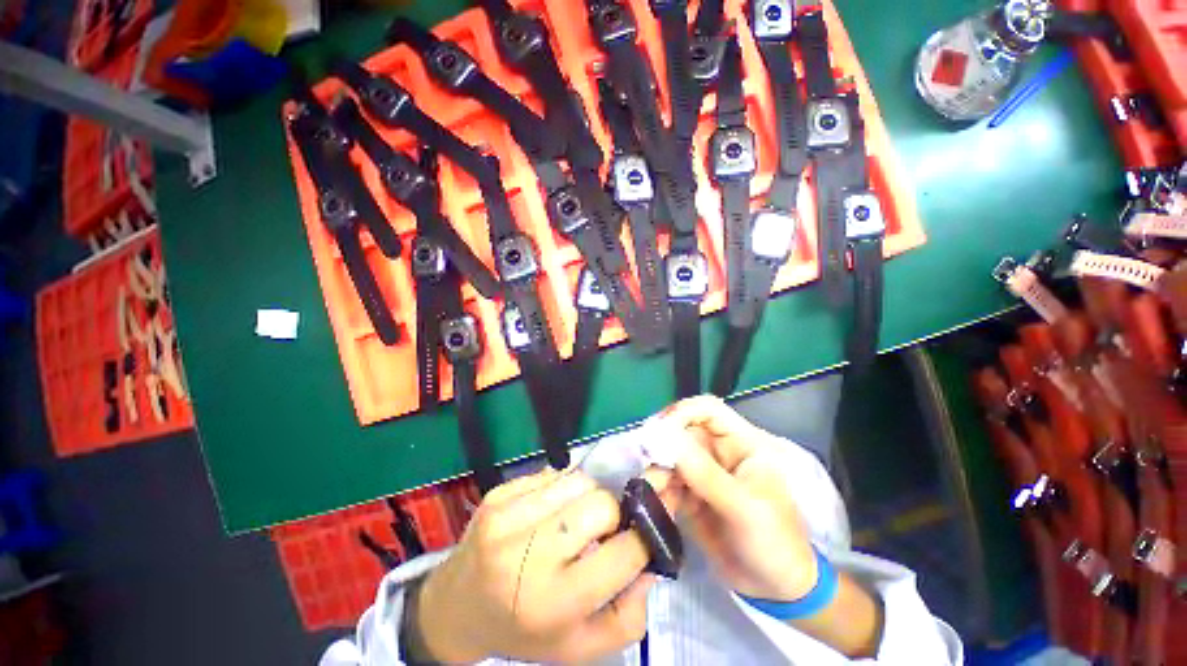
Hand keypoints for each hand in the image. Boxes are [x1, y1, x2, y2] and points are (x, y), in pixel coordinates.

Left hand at [415, 468, 660, 663]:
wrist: (459, 605)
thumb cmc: (526, 629)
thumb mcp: (581, 647)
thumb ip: (628, 614)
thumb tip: (652, 558)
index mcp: (554, 602)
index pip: (624, 552)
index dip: (643, 538)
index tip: (643, 534)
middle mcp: (528, 556)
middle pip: (601, 504)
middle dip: (613, 514)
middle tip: (602, 529)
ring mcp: (509, 517)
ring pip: (580, 480)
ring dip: (588, 496)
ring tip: (576, 518)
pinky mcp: (499, 494)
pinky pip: (553, 473)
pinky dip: (563, 487)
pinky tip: (552, 509)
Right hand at [659, 395, 817, 601]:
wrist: (776, 591)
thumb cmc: (773, 542)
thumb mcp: (742, 507)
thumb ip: (704, 472)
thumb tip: (665, 437)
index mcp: (741, 443)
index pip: (707, 410)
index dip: (682, 412)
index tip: (659, 431)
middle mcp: (719, 452)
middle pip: (681, 432)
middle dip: (662, 446)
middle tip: (646, 465)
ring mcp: (703, 473)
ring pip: (670, 457)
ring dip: (656, 470)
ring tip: (652, 491)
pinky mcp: (690, 494)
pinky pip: (666, 482)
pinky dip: (658, 490)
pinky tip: (658, 506)